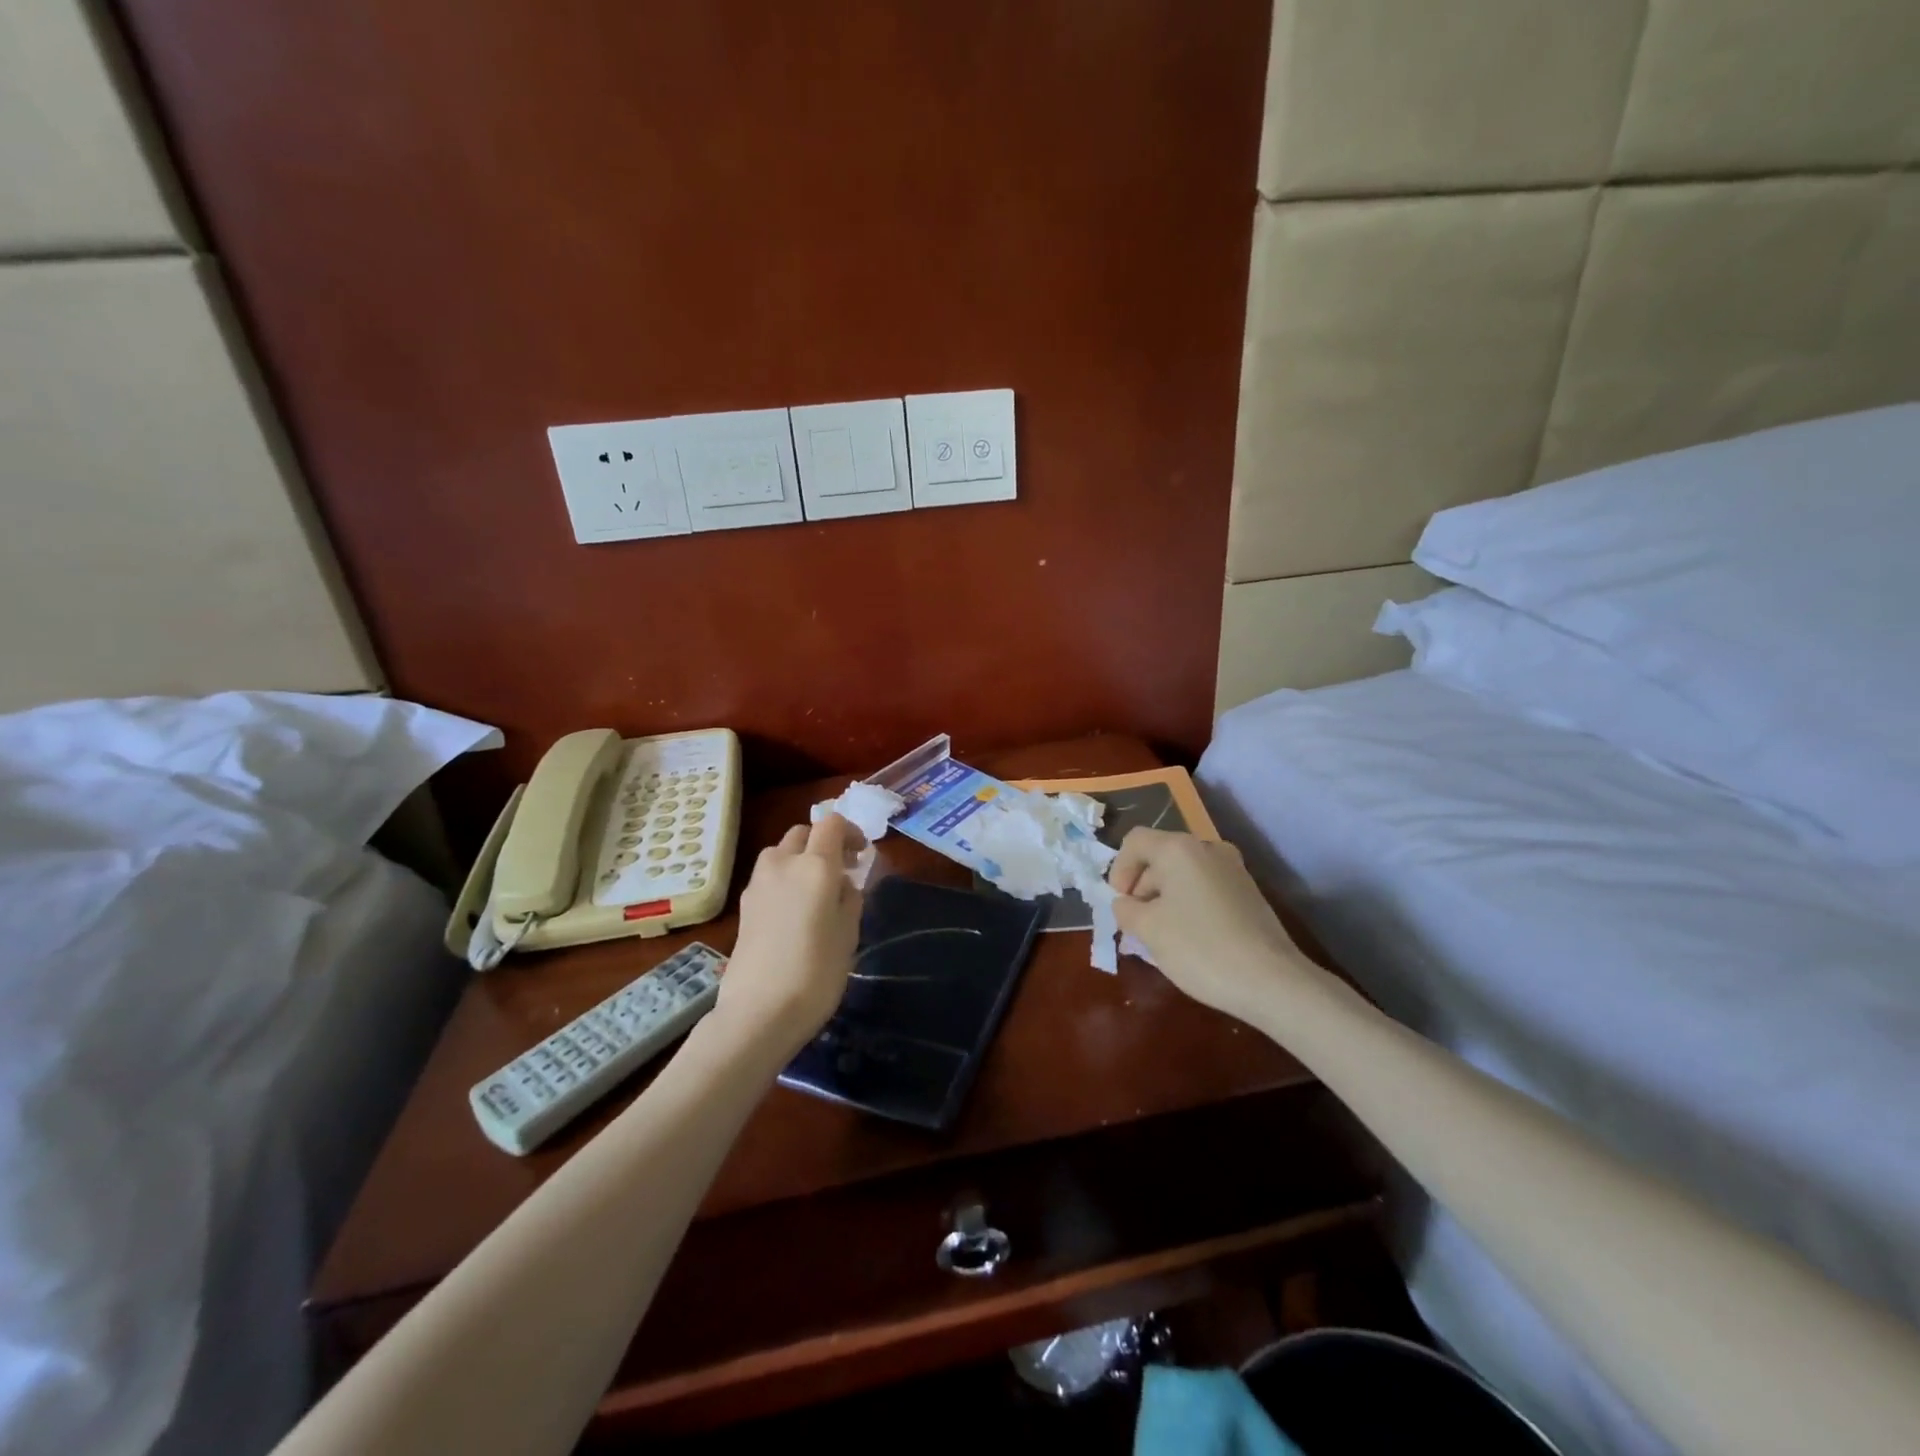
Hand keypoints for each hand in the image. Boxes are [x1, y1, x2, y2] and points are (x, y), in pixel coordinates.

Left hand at [717, 813, 865, 1054]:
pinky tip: (793, 909)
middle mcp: (783, 864)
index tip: (861, 854)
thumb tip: (842, 884)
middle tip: (842, 868)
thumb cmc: (816, 972)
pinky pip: (768, 876)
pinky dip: (784, 878)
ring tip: (815, 887)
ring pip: (780, 852)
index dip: (849, 831)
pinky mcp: (744, 906)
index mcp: (815, 866)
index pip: (831, 824)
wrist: (759, 1012)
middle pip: (802, 833)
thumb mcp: (848, 934)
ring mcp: (758, 884)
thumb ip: (849, 898)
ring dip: (799, 857)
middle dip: (823, 842)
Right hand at [1108, 828, 1313, 1024]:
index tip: (1121, 904)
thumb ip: (1126, 909)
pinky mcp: (1249, 893)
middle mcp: (1208, 848)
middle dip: (1142, 888)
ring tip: (1161, 936)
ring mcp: (1234, 870)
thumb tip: (1126, 904)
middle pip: (1161, 857)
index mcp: (1179, 849)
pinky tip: (1191, 939)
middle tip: (1135, 925)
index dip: (1119, 869)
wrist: (1272, 981)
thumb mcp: (1148, 929)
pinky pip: (1206, 889)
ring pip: (1185, 875)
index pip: (1135, 841)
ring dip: (1165, 899)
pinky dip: (1190, 906)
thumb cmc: (1199, 948)